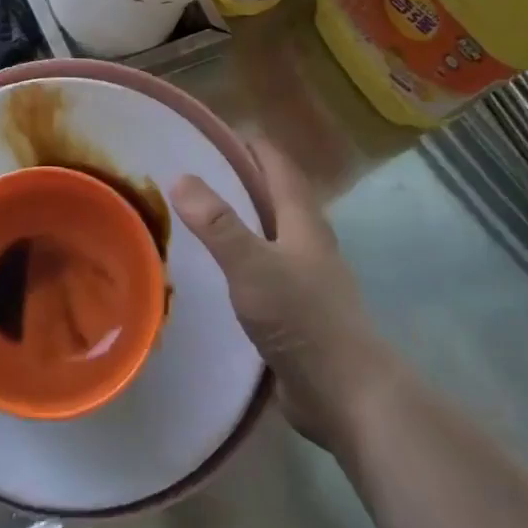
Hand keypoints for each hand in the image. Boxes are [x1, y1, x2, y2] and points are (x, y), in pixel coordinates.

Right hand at [170, 142, 397, 449]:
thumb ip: (218, 224)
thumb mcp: (252, 266)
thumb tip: (180, 177)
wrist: (348, 395)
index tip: (214, 132)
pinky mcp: (298, 310)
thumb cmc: (303, 321)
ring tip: (198, 214)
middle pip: (276, 196)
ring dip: (241, 217)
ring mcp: (306, 278)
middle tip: (195, 170)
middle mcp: (308, 242)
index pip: (278, 166)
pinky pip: (264, 267)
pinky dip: (240, 255)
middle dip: (242, 178)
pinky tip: (216, 268)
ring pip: (271, 232)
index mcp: (303, 221)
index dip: (251, 145)